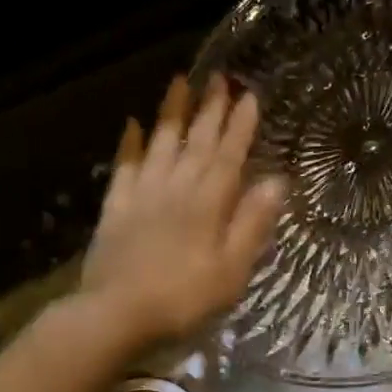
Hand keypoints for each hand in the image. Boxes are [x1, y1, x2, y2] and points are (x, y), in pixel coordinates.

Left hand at [80, 75, 285, 348]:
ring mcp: (142, 195)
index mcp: (208, 203)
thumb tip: (276, 182)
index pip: (229, 155)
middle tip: (219, 77)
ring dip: (172, 113)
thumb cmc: (184, 299)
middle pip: (196, 142)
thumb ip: (252, 224)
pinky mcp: (115, 209)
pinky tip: (132, 124)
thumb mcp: (231, 270)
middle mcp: (176, 188)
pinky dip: (129, 144)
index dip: (240, 125)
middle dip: (210, 109)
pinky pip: (124, 167)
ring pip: (160, 144)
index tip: (249, 95)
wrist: (116, 315)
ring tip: (179, 82)